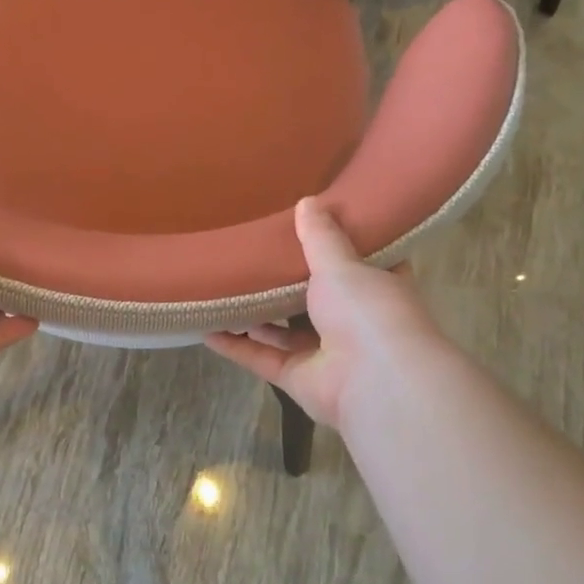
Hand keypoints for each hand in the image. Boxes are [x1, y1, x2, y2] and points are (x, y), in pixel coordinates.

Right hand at [205, 198, 441, 429]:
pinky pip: (261, 359)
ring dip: (256, 317)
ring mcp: (326, 355)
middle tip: (255, 256)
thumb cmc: (367, 311)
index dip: (339, 249)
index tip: (311, 230)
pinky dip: (235, 347)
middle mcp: (354, 323)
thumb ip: (321, 237)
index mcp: (376, 290)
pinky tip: (207, 330)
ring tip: (225, 289)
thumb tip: (307, 201)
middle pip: (316, 300)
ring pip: (284, 333)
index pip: (361, 266)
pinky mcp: (299, 379)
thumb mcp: (342, 264)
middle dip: (288, 284)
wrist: (375, 382)